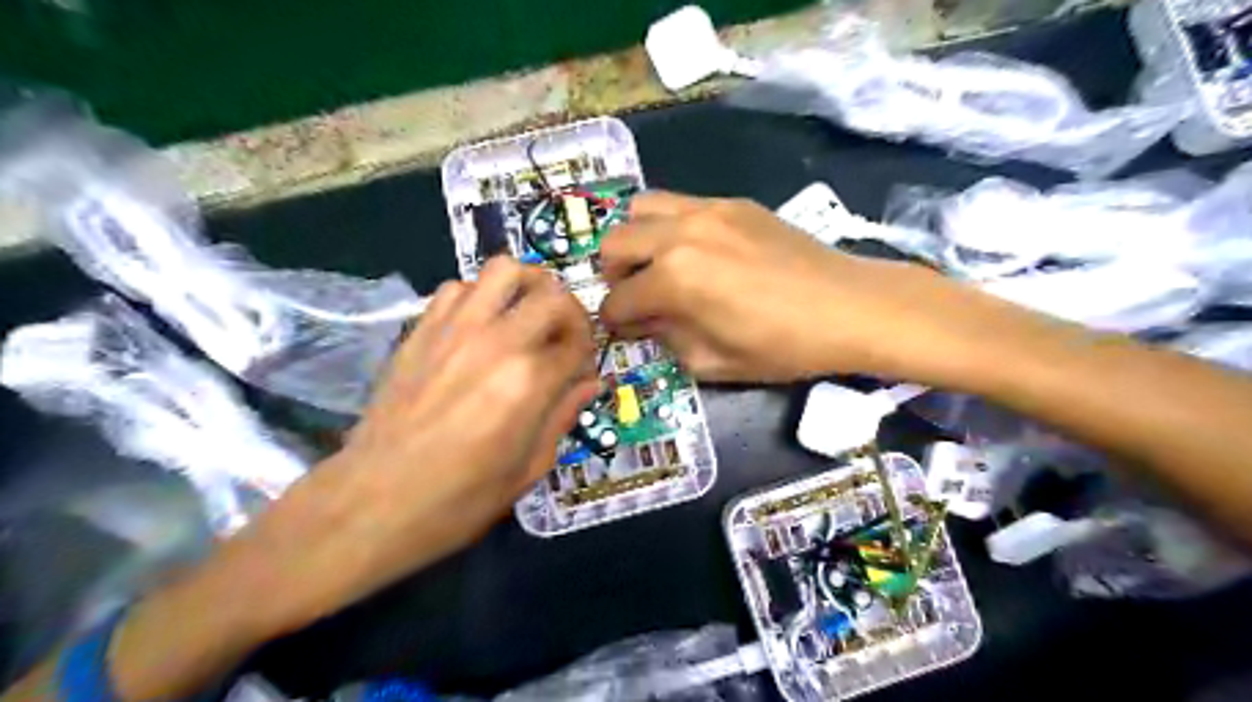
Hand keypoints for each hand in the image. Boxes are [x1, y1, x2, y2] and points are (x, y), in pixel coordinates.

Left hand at [220, 255, 601, 631]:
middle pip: (552, 295)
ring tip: (527, 312)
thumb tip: (589, 383)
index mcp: (530, 381)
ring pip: (504, 270)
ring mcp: (455, 329)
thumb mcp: (528, 468)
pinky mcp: (421, 329)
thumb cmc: (460, 498)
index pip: (579, 343)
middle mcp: (497, 341)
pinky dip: (479, 295)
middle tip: (564, 338)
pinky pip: (458, 286)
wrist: (373, 501)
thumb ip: (563, 416)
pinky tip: (480, 324)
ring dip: (527, 285)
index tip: (581, 371)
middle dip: (571, 313)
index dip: (588, 354)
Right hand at [603, 192, 982, 383]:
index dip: (614, 321)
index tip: (623, 330)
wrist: (849, 306)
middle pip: (614, 243)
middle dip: (613, 276)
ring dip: (636, 240)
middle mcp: (680, 233)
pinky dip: (668, 226)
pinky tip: (693, 251)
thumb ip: (667, 338)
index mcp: (674, 278)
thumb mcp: (714, 361)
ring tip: (655, 265)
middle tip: (635, 296)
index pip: (618, 299)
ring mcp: (707, 209)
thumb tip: (646, 320)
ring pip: (640, 209)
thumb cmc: (783, 346)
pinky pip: (679, 203)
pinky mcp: (732, 202)